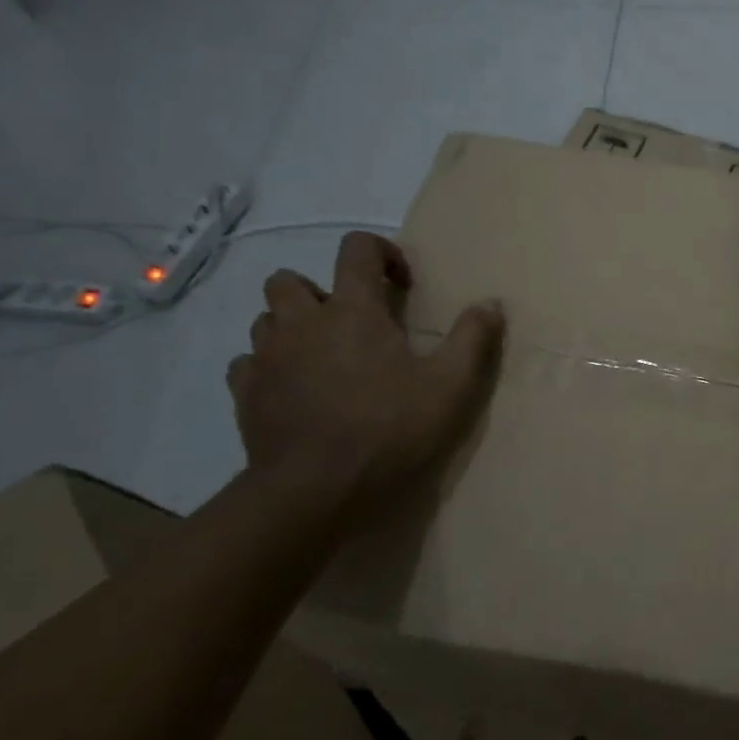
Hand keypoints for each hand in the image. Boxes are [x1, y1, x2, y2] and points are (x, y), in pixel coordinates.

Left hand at [227, 231, 504, 517]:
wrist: (315, 490)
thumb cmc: (389, 430)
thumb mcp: (451, 386)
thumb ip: (473, 338)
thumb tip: (492, 303)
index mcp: (352, 311)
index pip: (356, 249)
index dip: (381, 252)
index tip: (402, 284)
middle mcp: (301, 322)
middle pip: (288, 279)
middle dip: (318, 290)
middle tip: (349, 324)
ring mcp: (267, 358)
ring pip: (265, 319)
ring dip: (291, 327)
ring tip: (321, 356)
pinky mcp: (245, 395)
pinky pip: (248, 364)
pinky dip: (268, 367)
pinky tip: (293, 390)